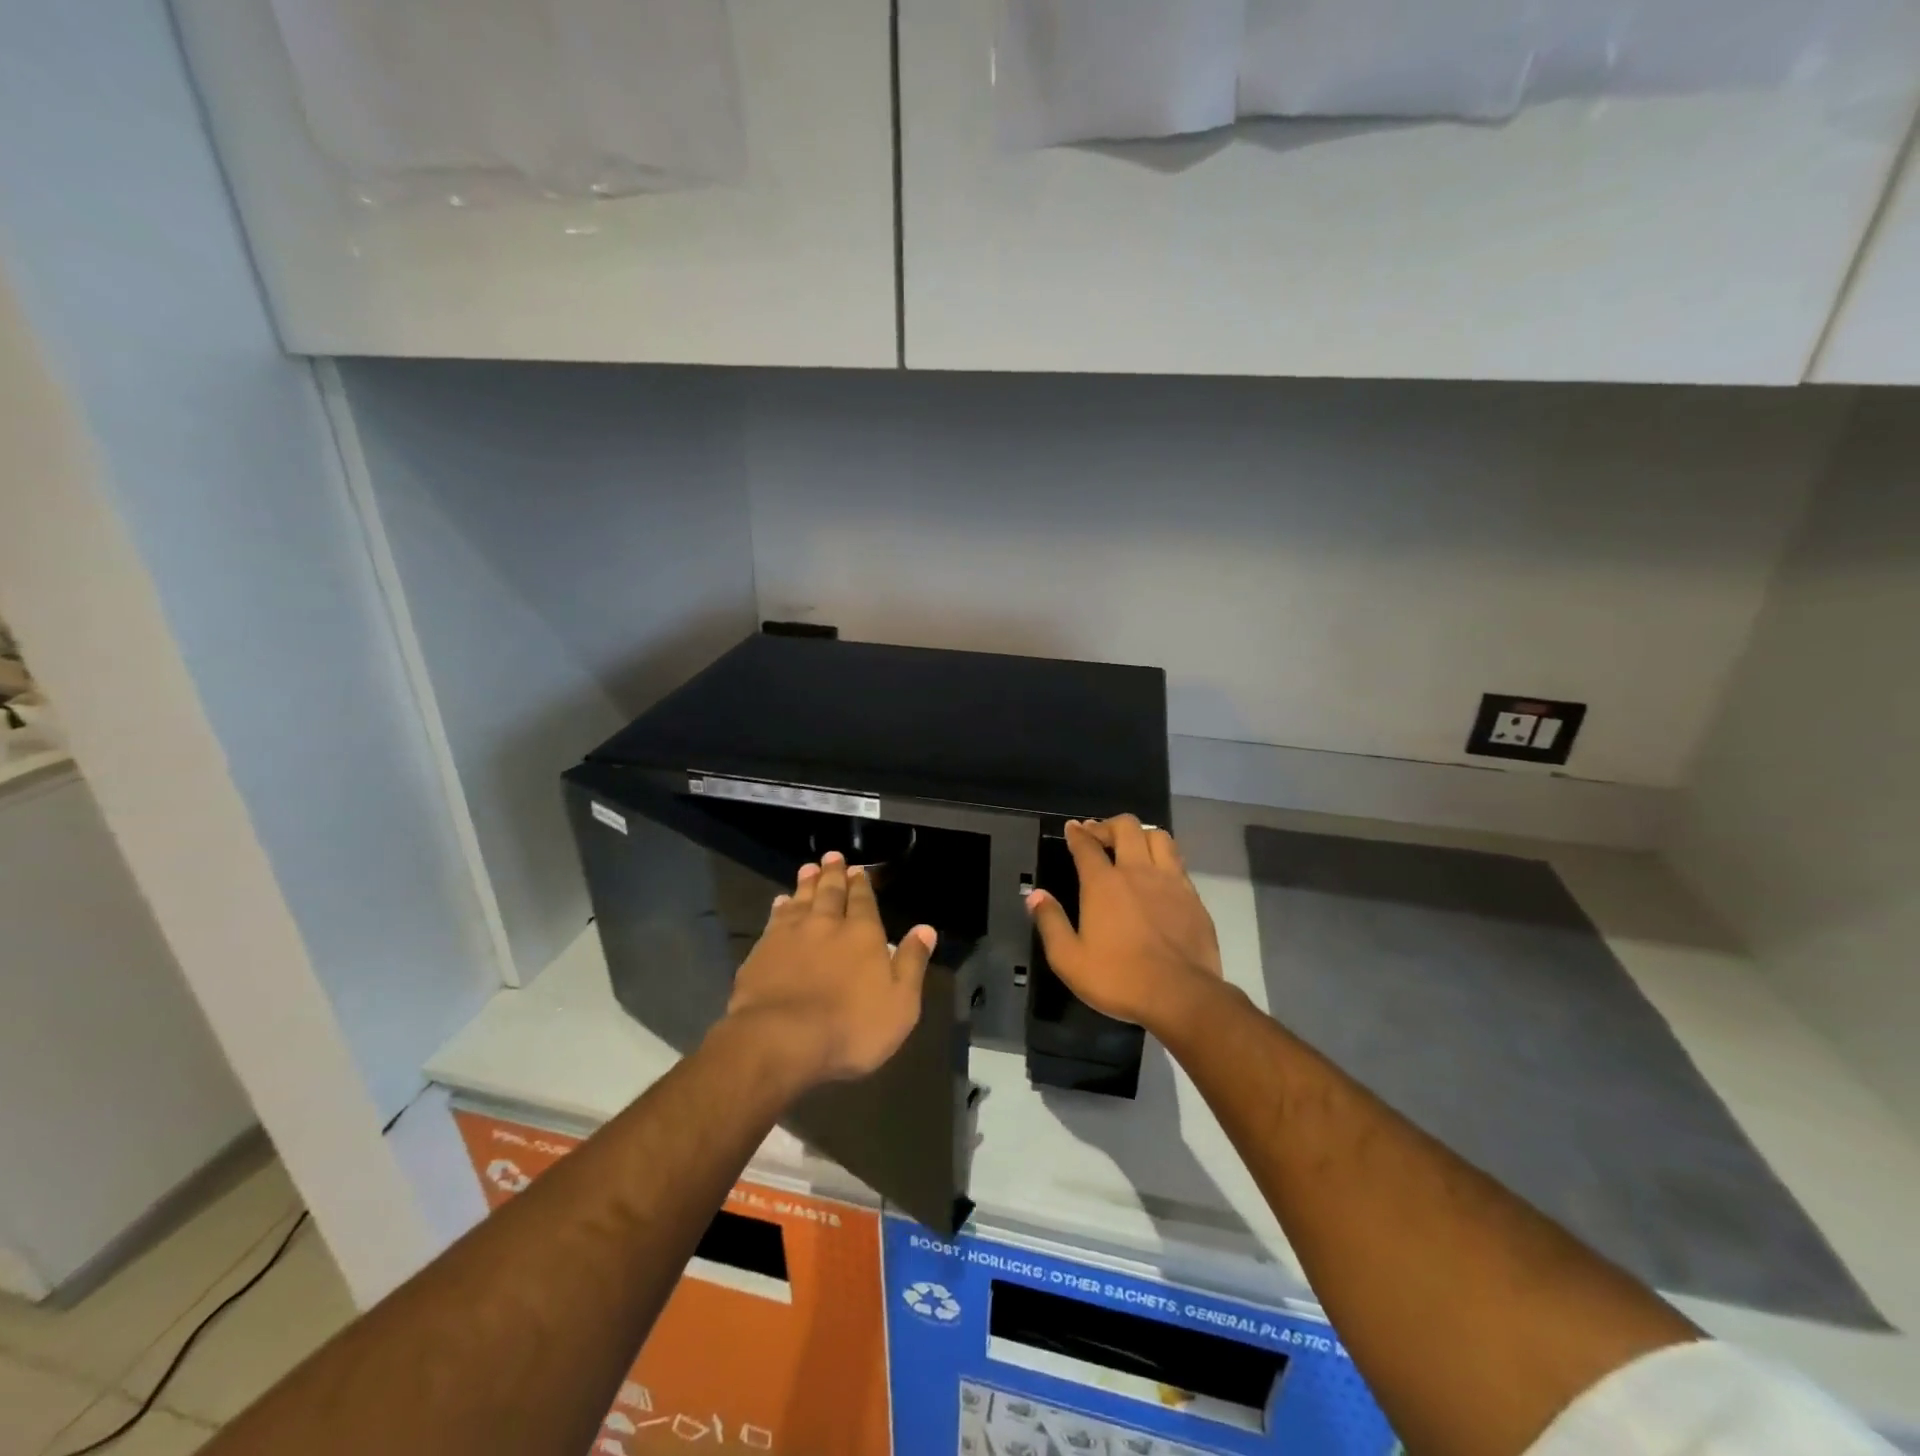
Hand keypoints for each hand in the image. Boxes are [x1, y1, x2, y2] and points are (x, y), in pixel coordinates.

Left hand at [723, 852, 935, 1086]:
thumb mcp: (900, 1003)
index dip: (862, 884)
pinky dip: (780, 907)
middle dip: (834, 874)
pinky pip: (775, 919)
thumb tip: (926, 929)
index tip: (859, 869)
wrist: (781, 1039)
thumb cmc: (850, 1027)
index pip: (864, 901)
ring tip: (809, 868)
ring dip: (807, 882)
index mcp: (863, 934)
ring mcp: (791, 935)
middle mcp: (827, 924)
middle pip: (831, 892)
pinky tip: (780, 901)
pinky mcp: (762, 951)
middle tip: (832, 856)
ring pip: (802, 899)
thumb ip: (912, 963)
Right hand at [1025, 816, 1223, 1032]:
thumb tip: (1035, 895)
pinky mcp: (1193, 896)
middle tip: (1099, 836)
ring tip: (1132, 847)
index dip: (1077, 833)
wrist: (1180, 995)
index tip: (1072, 827)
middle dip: (1108, 825)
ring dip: (1141, 835)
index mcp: (1103, 884)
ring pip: (1158, 837)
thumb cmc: (1118, 978)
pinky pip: (1177, 862)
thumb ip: (1050, 922)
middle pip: (1126, 827)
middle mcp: (1137, 871)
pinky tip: (1158, 874)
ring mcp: (1170, 881)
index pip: (1087, 845)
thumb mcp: (1069, 959)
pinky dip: (1163, 858)